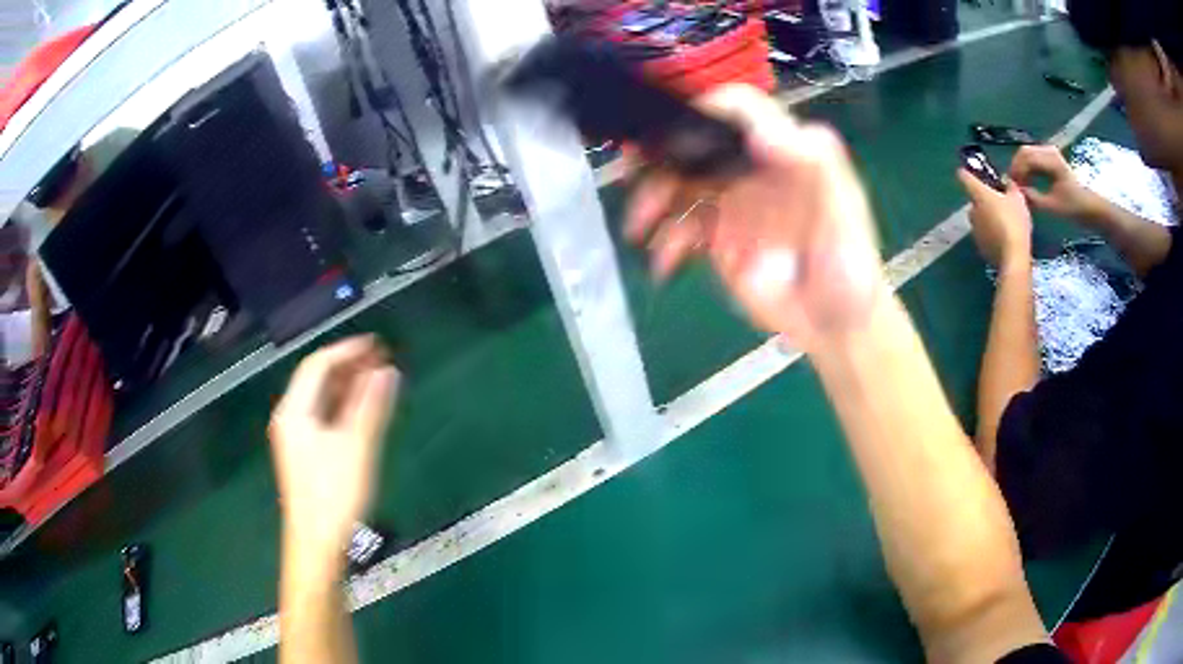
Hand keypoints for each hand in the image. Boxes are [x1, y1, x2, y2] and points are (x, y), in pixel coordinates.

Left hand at [269, 336, 399, 551]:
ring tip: (378, 378)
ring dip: (348, 386)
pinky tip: (364, 409)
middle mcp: (291, 418)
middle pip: (318, 380)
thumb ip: (371, 406)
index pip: (318, 365)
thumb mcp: (356, 447)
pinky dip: (344, 407)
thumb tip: (388, 370)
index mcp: (295, 411)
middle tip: (382, 358)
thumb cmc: (334, 495)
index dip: (347, 350)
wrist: (317, 544)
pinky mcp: (307, 455)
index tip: (377, 344)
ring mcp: (297, 438)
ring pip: (322, 399)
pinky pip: (325, 417)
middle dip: (349, 366)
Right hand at [625, 85, 884, 351]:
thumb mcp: (845, 213)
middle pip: (697, 144)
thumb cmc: (851, 266)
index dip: (706, 106)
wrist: (837, 326)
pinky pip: (680, 231)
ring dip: (652, 200)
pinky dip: (664, 244)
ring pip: (679, 185)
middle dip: (661, 154)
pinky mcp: (718, 241)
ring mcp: (733, 206)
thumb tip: (761, 133)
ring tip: (639, 227)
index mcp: (784, 152)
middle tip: (632, 171)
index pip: (741, 109)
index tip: (674, 126)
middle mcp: (753, 170)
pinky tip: (664, 264)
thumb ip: (817, 166)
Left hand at [957, 170, 1032, 269]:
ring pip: (979, 218)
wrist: (1013, 256)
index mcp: (978, 193)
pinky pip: (984, 235)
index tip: (974, 173)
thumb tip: (1007, 182)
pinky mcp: (979, 247)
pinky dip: (991, 234)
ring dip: (987, 217)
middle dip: (984, 199)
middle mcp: (971, 209)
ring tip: (1004, 221)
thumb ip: (1011, 186)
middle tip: (1000, 202)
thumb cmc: (1014, 220)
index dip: (967, 172)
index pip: (964, 176)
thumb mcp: (1018, 198)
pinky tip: (1003, 238)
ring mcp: (974, 229)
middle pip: (974, 199)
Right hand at [1009, 145, 1101, 221]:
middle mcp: (1049, 151)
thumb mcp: (1053, 206)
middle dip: (1016, 168)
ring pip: (1027, 154)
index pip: (1025, 158)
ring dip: (1021, 168)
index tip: (1011, 187)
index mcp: (1051, 160)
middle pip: (1024, 152)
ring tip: (1019, 185)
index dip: (1016, 171)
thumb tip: (1017, 193)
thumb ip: (1034, 198)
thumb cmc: (1073, 207)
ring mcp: (1050, 153)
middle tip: (1013, 186)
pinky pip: (1033, 158)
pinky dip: (1027, 168)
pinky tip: (1027, 181)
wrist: (1089, 207)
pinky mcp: (1050, 158)